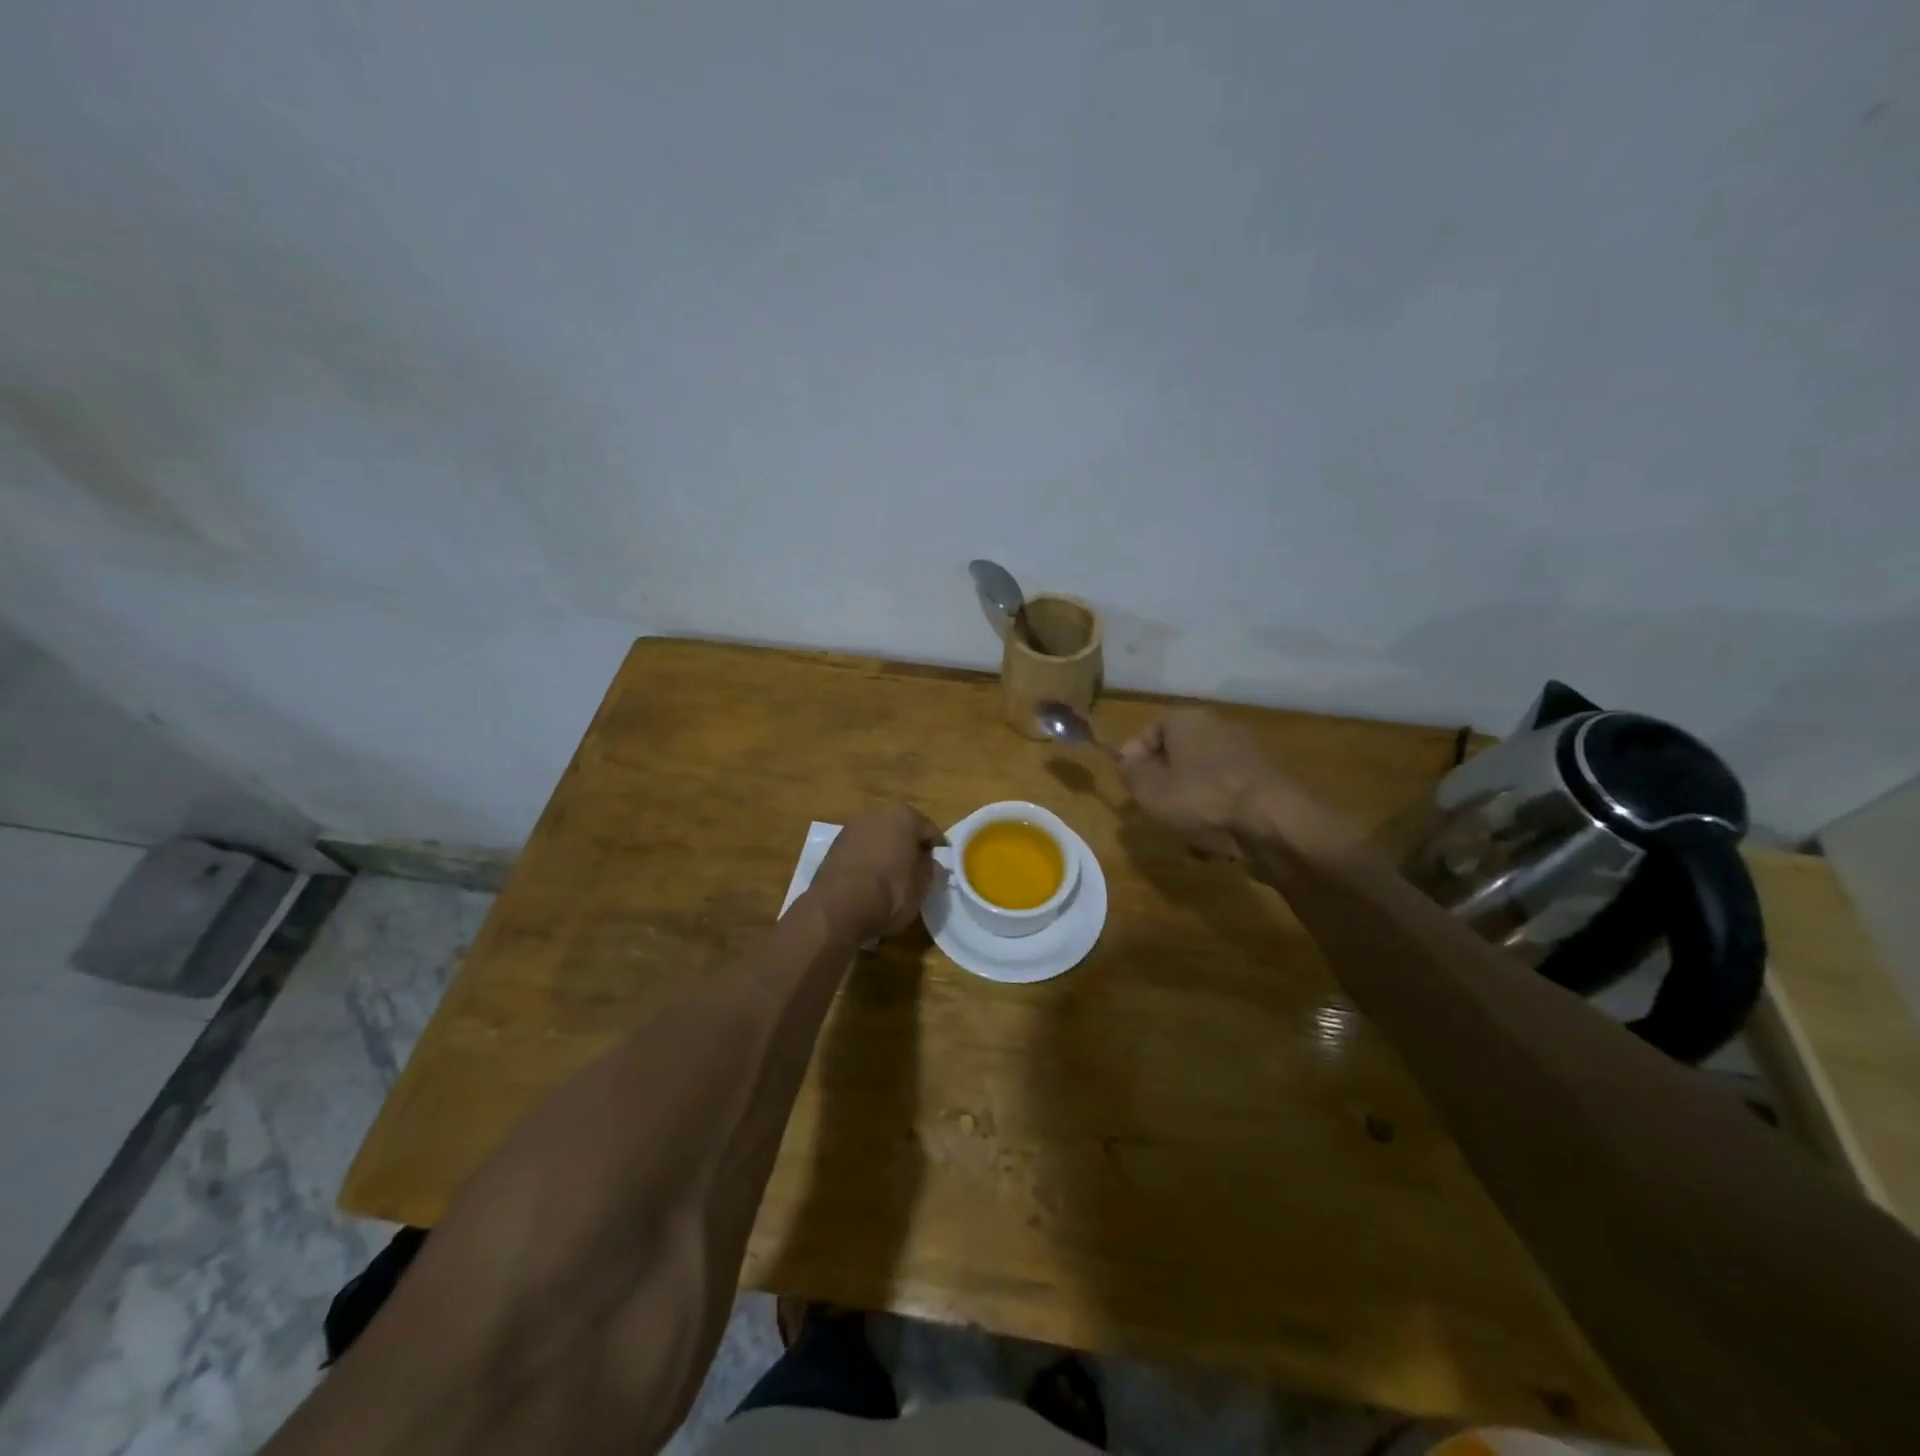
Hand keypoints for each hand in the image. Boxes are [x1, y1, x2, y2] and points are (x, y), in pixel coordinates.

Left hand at [812, 802, 945, 937]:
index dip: (937, 851)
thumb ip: (929, 867)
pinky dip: (867, 862)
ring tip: (891, 880)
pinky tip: (869, 883)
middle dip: (908, 847)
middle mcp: (876, 812)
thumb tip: (928, 861)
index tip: (940, 868)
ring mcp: (851, 828)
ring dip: (885, 853)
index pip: (930, 831)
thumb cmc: (892, 891)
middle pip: (900, 830)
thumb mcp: (923, 884)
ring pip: (877, 839)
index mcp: (904, 814)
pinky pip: (859, 852)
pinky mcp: (833, 847)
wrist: (840, 907)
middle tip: (915, 872)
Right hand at [1117, 708, 1275, 843]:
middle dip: (1163, 782)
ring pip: (1202, 777)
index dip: (1134, 757)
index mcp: (1187, 719)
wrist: (1272, 820)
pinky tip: (1213, 837)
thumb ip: (1130, 773)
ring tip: (1182, 829)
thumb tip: (1126, 762)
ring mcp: (1246, 753)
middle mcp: (1218, 727)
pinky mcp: (1265, 780)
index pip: (1150, 730)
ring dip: (1189, 801)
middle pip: (1178, 754)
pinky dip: (1216, 812)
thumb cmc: (1201, 797)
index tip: (1128, 784)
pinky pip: (1227, 794)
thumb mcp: (1149, 789)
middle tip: (1152, 807)